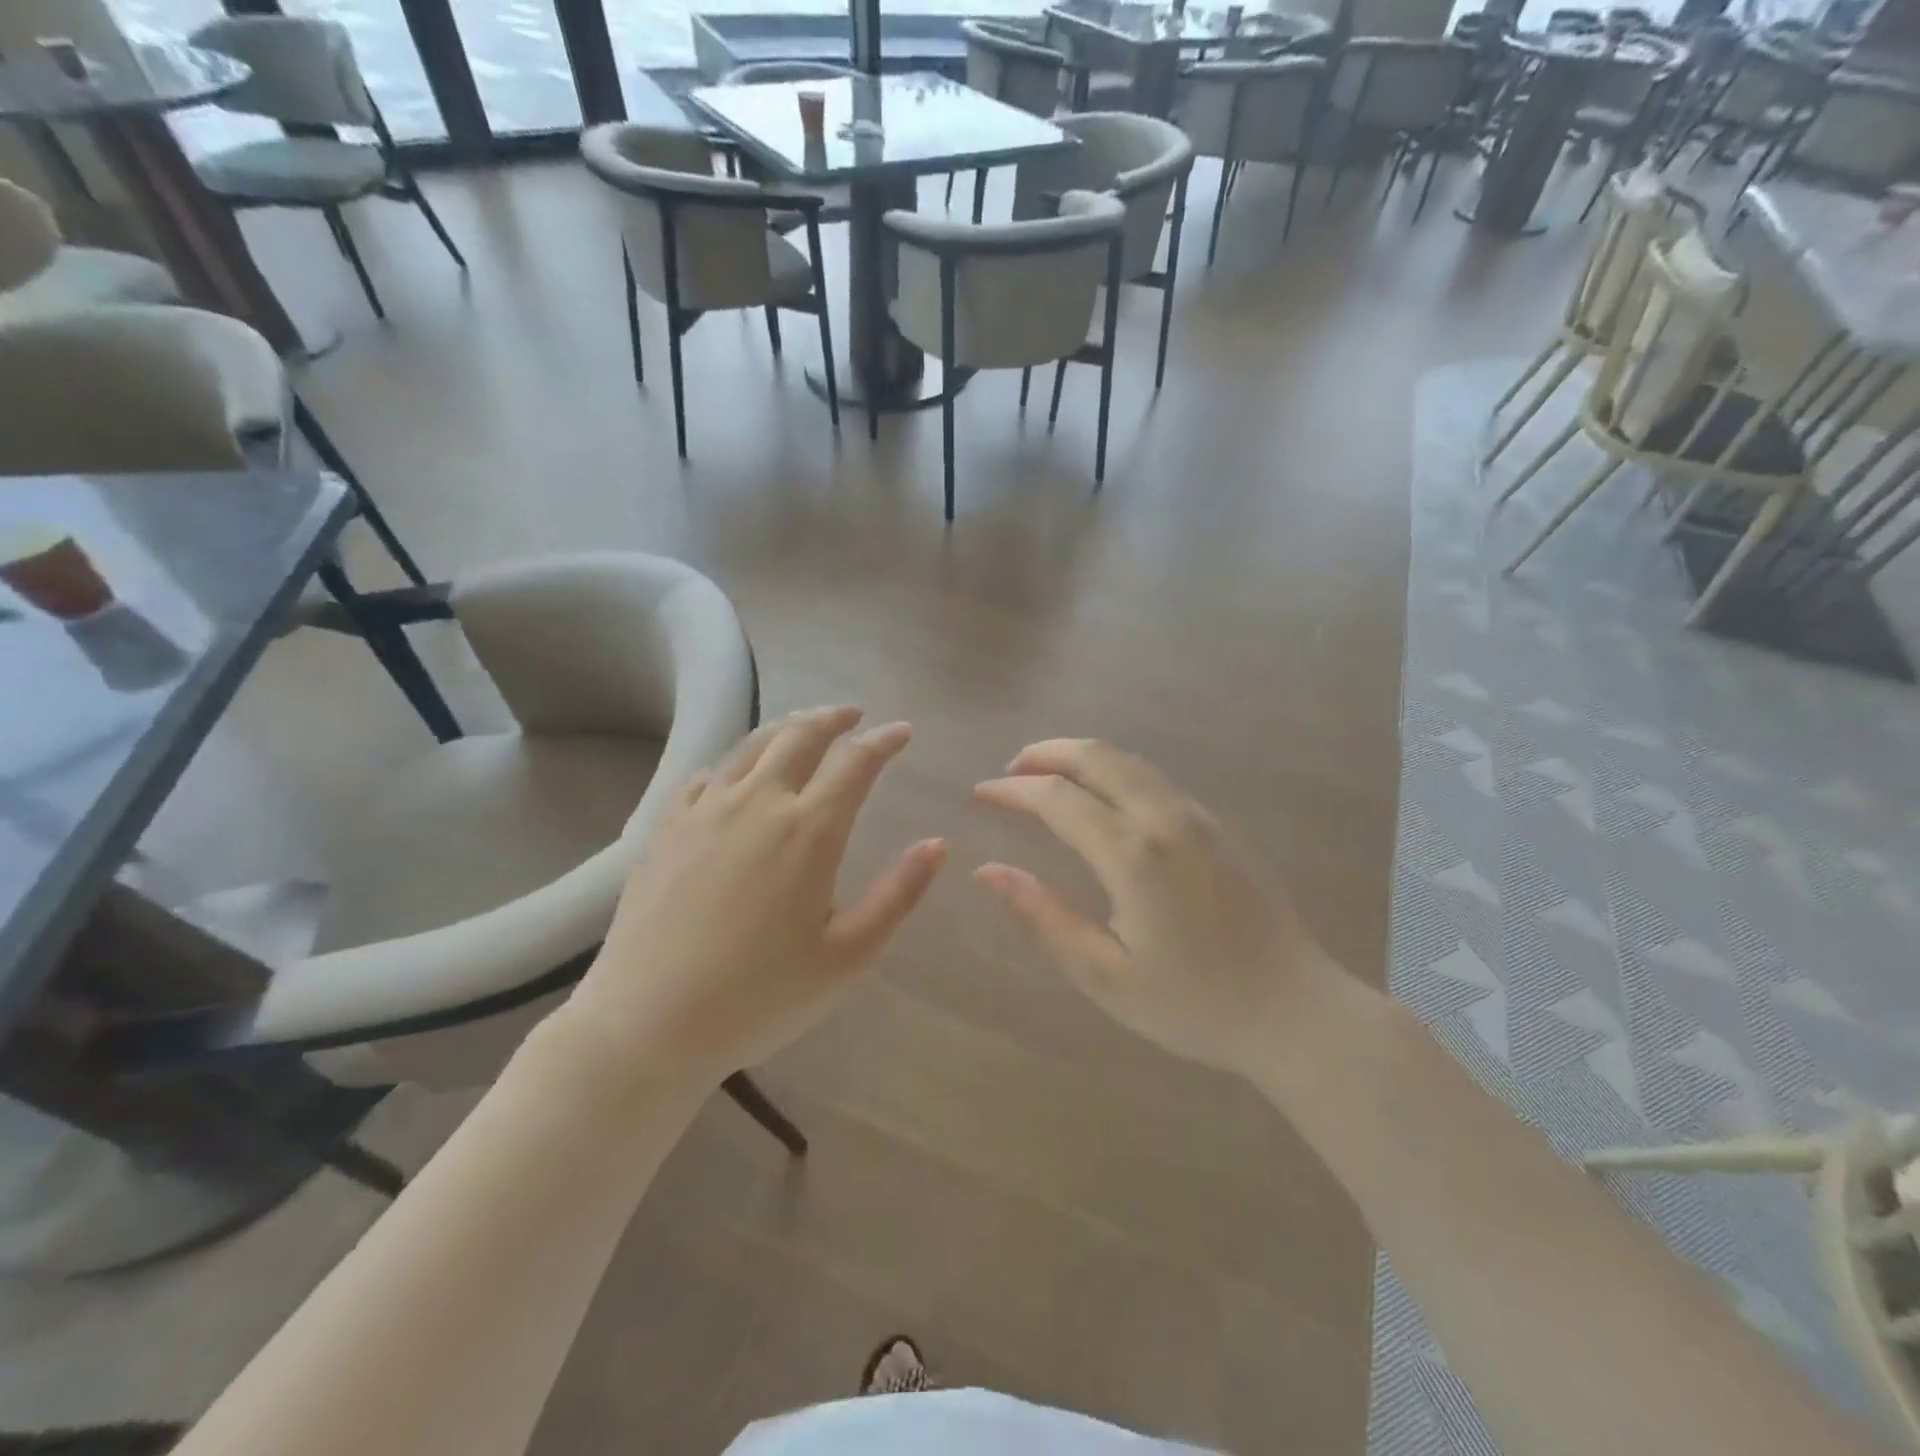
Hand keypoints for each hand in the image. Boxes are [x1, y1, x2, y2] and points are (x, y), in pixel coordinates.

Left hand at [553, 707, 946, 1092]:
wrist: (648, 1023)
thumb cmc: (760, 996)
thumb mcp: (847, 956)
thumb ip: (898, 895)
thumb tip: (938, 844)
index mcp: (808, 831)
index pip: (856, 764)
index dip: (883, 742)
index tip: (901, 732)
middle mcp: (757, 803)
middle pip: (800, 736)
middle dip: (834, 718)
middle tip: (854, 716)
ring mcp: (705, 810)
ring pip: (752, 746)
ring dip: (786, 728)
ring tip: (804, 726)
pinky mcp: (666, 828)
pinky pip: (706, 775)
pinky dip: (734, 762)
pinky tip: (736, 773)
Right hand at [974, 739, 1345, 1080]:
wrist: (1295, 1011)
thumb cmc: (1194, 1004)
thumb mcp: (1105, 975)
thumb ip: (1044, 916)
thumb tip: (989, 871)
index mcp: (1133, 855)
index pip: (1057, 798)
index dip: (1012, 791)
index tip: (980, 793)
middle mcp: (1166, 819)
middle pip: (1096, 756)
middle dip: (1045, 753)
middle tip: (1011, 770)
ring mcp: (1199, 817)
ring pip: (1129, 761)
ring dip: (1081, 757)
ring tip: (1047, 776)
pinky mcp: (1220, 826)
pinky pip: (1154, 779)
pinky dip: (1114, 772)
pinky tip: (1102, 799)